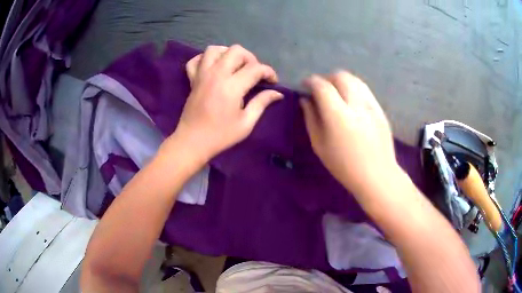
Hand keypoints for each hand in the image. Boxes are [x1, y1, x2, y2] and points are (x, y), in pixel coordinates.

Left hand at [165, 45, 282, 162]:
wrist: (192, 142)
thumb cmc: (220, 135)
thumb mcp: (246, 123)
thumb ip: (261, 103)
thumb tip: (277, 93)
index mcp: (232, 86)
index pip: (255, 68)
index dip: (269, 72)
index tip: (273, 82)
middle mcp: (216, 74)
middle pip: (236, 51)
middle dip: (250, 58)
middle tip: (254, 73)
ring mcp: (202, 75)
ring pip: (214, 49)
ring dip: (227, 53)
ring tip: (234, 66)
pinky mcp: (192, 79)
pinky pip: (195, 60)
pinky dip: (204, 59)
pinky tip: (213, 67)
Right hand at [300, 71, 400, 196]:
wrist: (377, 175)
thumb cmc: (344, 165)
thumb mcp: (319, 145)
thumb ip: (310, 118)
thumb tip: (305, 100)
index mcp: (338, 115)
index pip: (322, 86)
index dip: (311, 81)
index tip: (305, 85)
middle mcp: (356, 104)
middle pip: (340, 76)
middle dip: (327, 78)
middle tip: (321, 90)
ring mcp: (371, 105)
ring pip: (354, 79)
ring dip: (341, 81)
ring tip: (336, 94)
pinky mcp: (380, 109)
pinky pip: (364, 90)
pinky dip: (353, 89)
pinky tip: (351, 103)